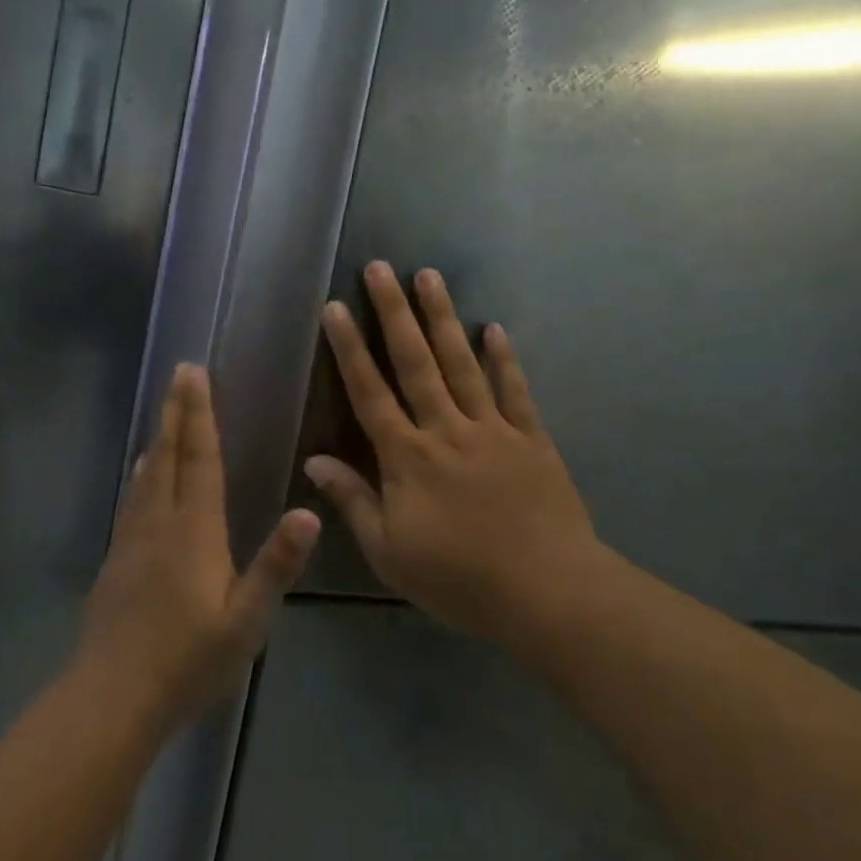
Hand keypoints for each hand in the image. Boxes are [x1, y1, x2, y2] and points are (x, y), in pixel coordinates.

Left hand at [79, 364, 318, 727]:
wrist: (112, 697)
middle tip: (180, 372)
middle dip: (177, 411)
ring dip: (158, 437)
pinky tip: (141, 473)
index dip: (199, 414)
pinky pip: (132, 499)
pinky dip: (141, 474)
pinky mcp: (117, 560)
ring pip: (147, 474)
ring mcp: (133, 539)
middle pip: (168, 455)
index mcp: (194, 529)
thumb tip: (310, 512)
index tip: (195, 373)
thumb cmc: (188, 660)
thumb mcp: (246, 620)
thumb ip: (276, 564)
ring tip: (164, 412)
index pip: (199, 458)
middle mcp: (160, 522)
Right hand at [305, 262, 618, 644]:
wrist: (547, 592)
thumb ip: (352, 501)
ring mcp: (492, 429)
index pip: (370, 392)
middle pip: (415, 362)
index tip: (335, 308)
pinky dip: (504, 358)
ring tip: (429, 276)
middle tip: (380, 268)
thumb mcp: (390, 552)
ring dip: (443, 318)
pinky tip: (495, 328)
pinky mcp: (531, 438)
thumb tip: (314, 461)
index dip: (349, 349)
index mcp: (407, 457)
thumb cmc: (459, 579)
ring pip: (462, 363)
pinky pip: (514, 390)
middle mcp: (446, 429)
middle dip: (394, 312)